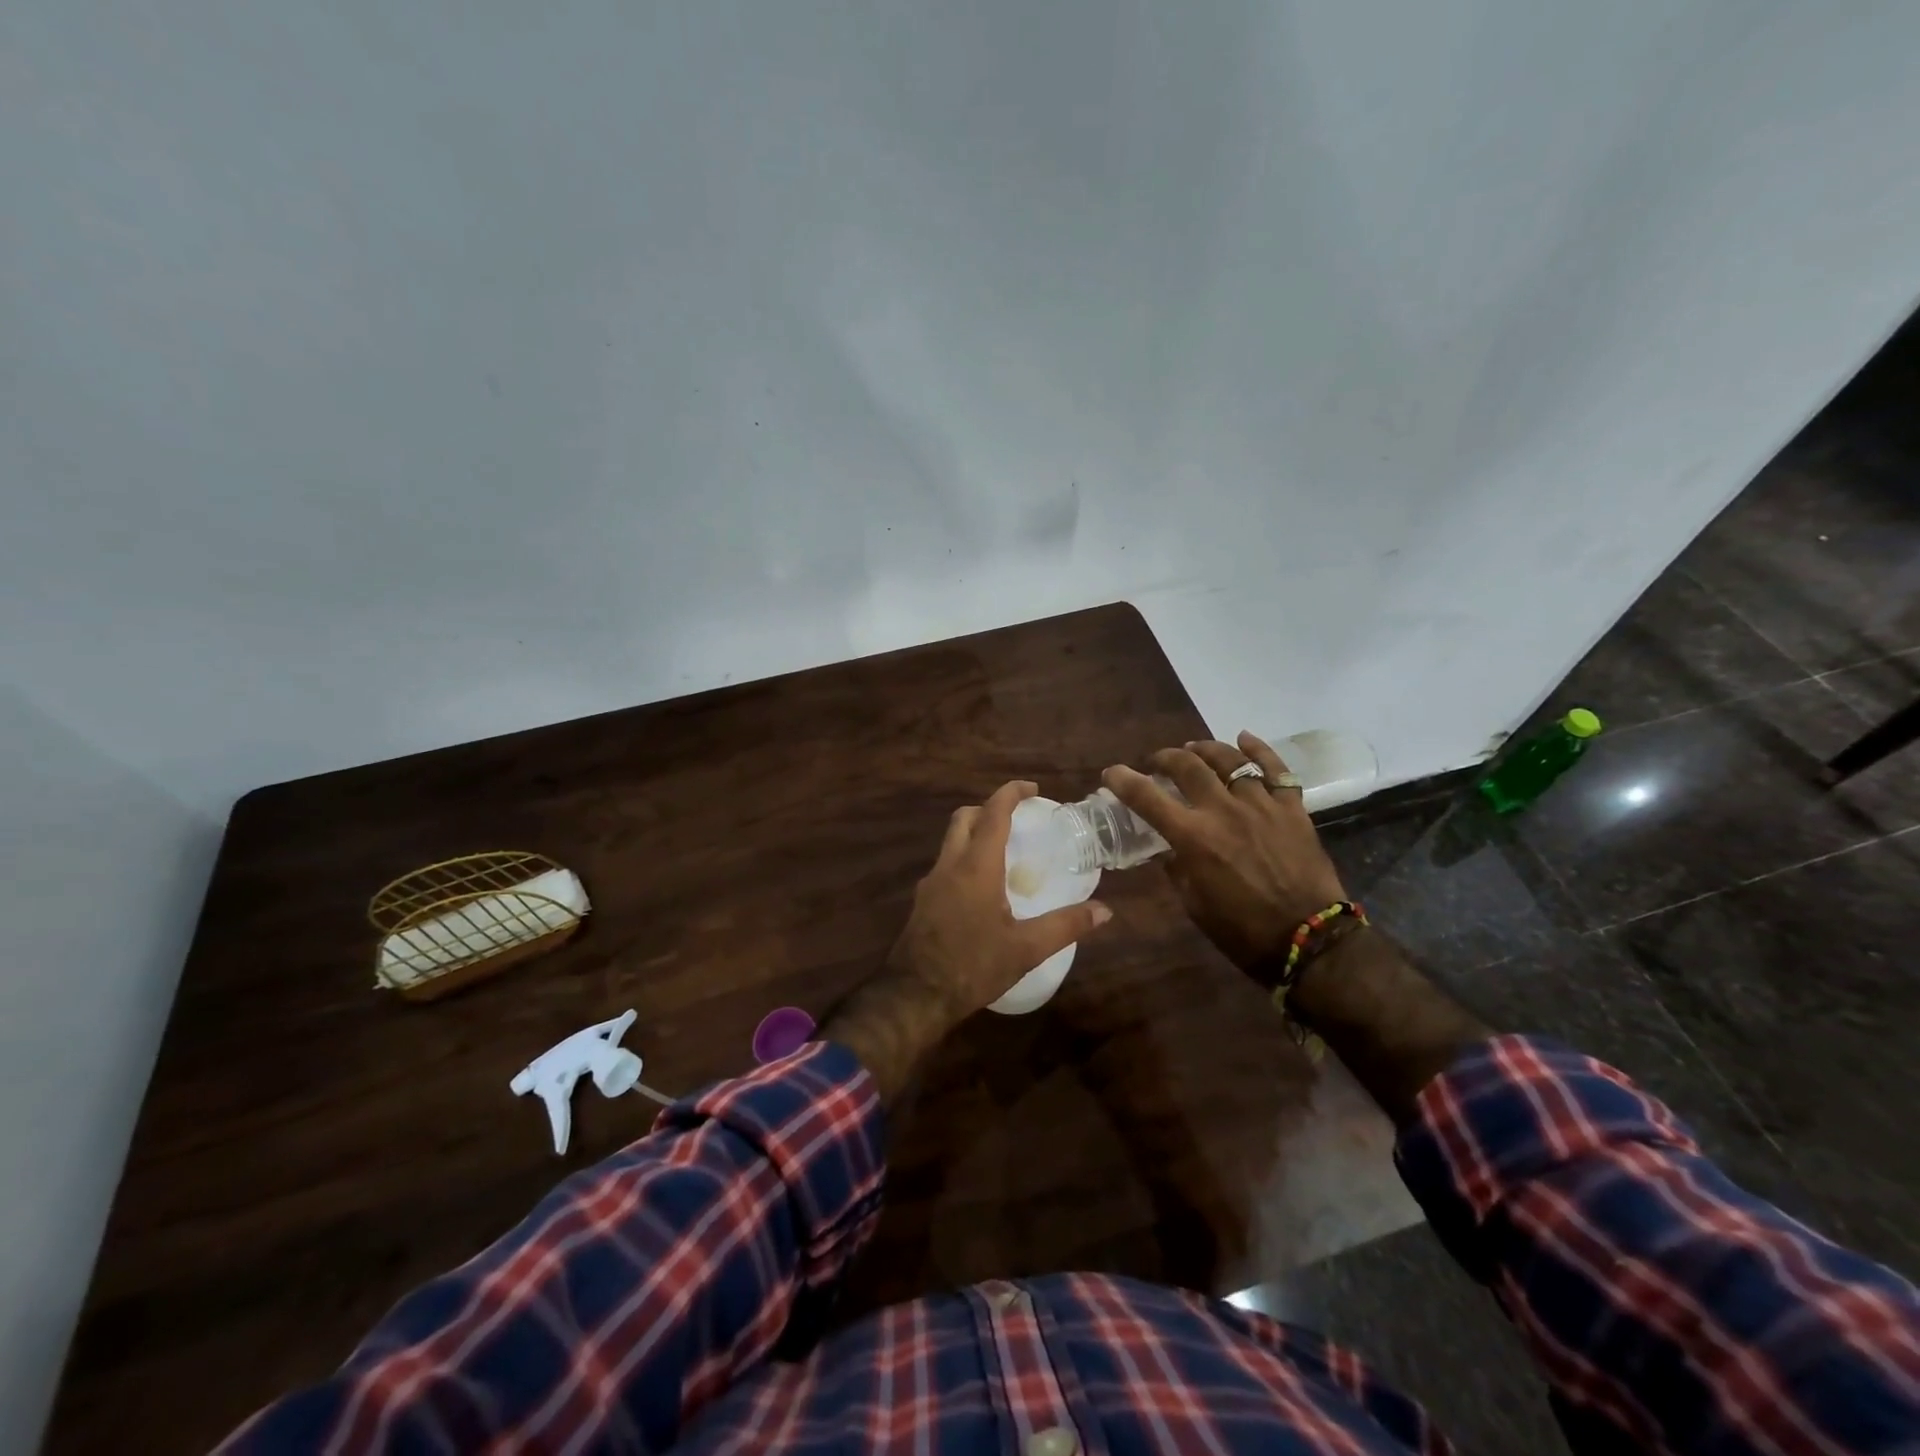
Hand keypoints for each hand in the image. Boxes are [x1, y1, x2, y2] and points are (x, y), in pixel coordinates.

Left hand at [825, 781, 1112, 1105]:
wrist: (914, 996)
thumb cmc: (972, 967)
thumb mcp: (1026, 949)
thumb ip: (1066, 926)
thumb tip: (1105, 911)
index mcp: (976, 867)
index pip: (993, 814)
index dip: (1011, 794)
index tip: (1031, 788)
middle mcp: (949, 865)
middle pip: (965, 819)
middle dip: (989, 809)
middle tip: (1017, 819)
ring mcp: (931, 883)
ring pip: (951, 841)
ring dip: (975, 834)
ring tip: (1004, 853)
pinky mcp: (922, 901)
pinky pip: (945, 865)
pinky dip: (965, 859)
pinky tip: (982, 888)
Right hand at [1103, 732, 1347, 976]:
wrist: (1310, 941)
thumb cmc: (1243, 931)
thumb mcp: (1194, 904)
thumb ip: (1177, 869)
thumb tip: (1170, 849)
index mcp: (1193, 838)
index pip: (1147, 798)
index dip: (1123, 780)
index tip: (1112, 773)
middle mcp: (1223, 811)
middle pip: (1188, 766)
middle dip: (1165, 758)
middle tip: (1157, 762)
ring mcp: (1261, 805)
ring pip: (1230, 759)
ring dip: (1205, 749)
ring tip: (1194, 749)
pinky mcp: (1292, 808)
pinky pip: (1277, 768)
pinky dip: (1259, 749)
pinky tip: (1244, 739)